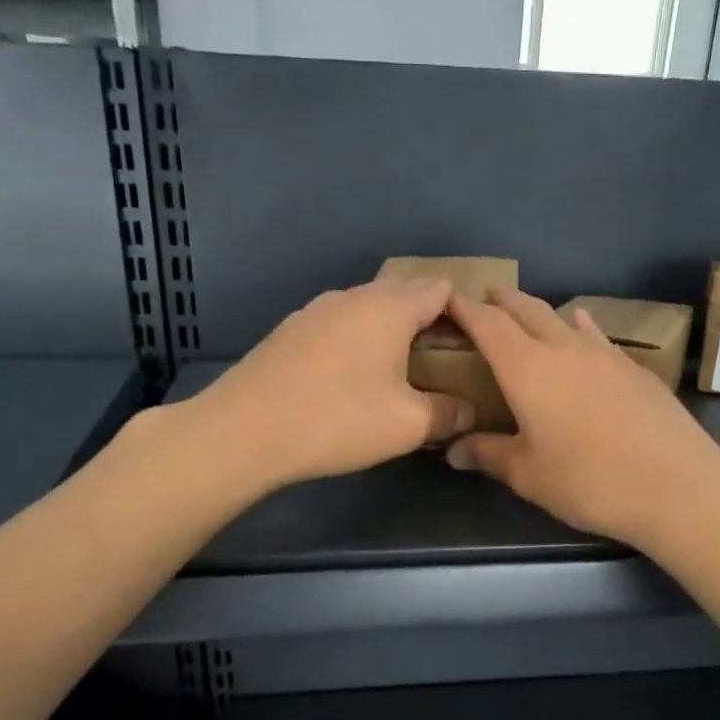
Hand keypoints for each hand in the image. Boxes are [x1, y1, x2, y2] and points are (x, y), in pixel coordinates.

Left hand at [191, 277, 475, 489]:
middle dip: (430, 324)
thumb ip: (448, 414)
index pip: (440, 288)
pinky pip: (339, 327)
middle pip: (404, 295)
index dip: (464, 313)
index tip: (475, 347)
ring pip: (368, 311)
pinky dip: (358, 344)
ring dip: (391, 334)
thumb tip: (469, 411)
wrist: (244, 431)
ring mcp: (315, 311)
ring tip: (401, 374)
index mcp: (389, 307)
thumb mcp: (407, 426)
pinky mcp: (290, 332)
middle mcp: (352, 296)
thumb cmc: (337, 420)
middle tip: (445, 364)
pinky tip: (352, 381)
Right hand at [445, 291, 719, 551]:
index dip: (465, 309)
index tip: (447, 298)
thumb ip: (488, 455)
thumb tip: (452, 450)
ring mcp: (606, 355)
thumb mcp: (528, 475)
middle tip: (485, 297)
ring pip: (564, 320)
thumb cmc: (589, 480)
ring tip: (528, 312)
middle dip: (503, 301)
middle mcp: (565, 349)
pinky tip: (584, 328)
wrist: (677, 485)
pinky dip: (580, 328)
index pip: (488, 325)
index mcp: (528, 369)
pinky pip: (597, 337)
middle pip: (528, 311)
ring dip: (541, 313)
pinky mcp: (636, 369)